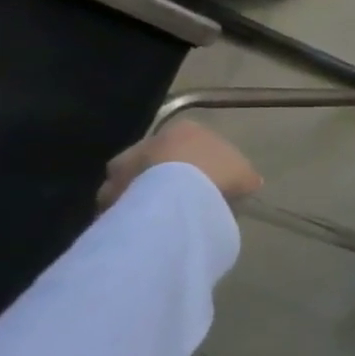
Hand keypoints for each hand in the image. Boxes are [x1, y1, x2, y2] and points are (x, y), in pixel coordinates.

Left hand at [97, 121, 263, 212]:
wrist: (175, 197)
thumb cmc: (216, 174)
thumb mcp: (245, 174)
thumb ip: (244, 175)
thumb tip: (246, 182)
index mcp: (185, 129)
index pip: (195, 141)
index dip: (206, 161)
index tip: (214, 180)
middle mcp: (149, 140)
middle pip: (162, 158)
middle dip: (171, 174)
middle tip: (188, 197)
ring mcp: (123, 166)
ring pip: (140, 179)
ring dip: (150, 192)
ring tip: (168, 215)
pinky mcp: (109, 193)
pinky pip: (127, 203)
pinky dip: (138, 212)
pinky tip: (153, 226)